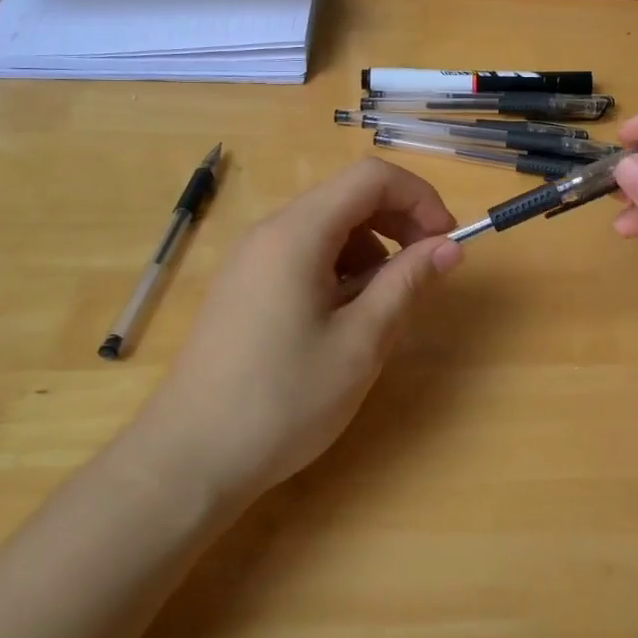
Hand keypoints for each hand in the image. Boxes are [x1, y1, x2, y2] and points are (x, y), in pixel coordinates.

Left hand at [128, 159, 462, 500]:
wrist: (188, 460)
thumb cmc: (283, 400)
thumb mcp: (360, 343)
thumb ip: (407, 283)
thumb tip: (449, 246)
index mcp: (297, 234)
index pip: (370, 178)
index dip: (418, 197)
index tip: (445, 240)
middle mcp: (270, 231)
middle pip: (348, 196)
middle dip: (398, 221)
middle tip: (427, 268)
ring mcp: (251, 258)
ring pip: (327, 226)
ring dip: (370, 248)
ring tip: (384, 304)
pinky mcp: (243, 285)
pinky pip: (303, 253)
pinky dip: (339, 268)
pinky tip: (344, 317)